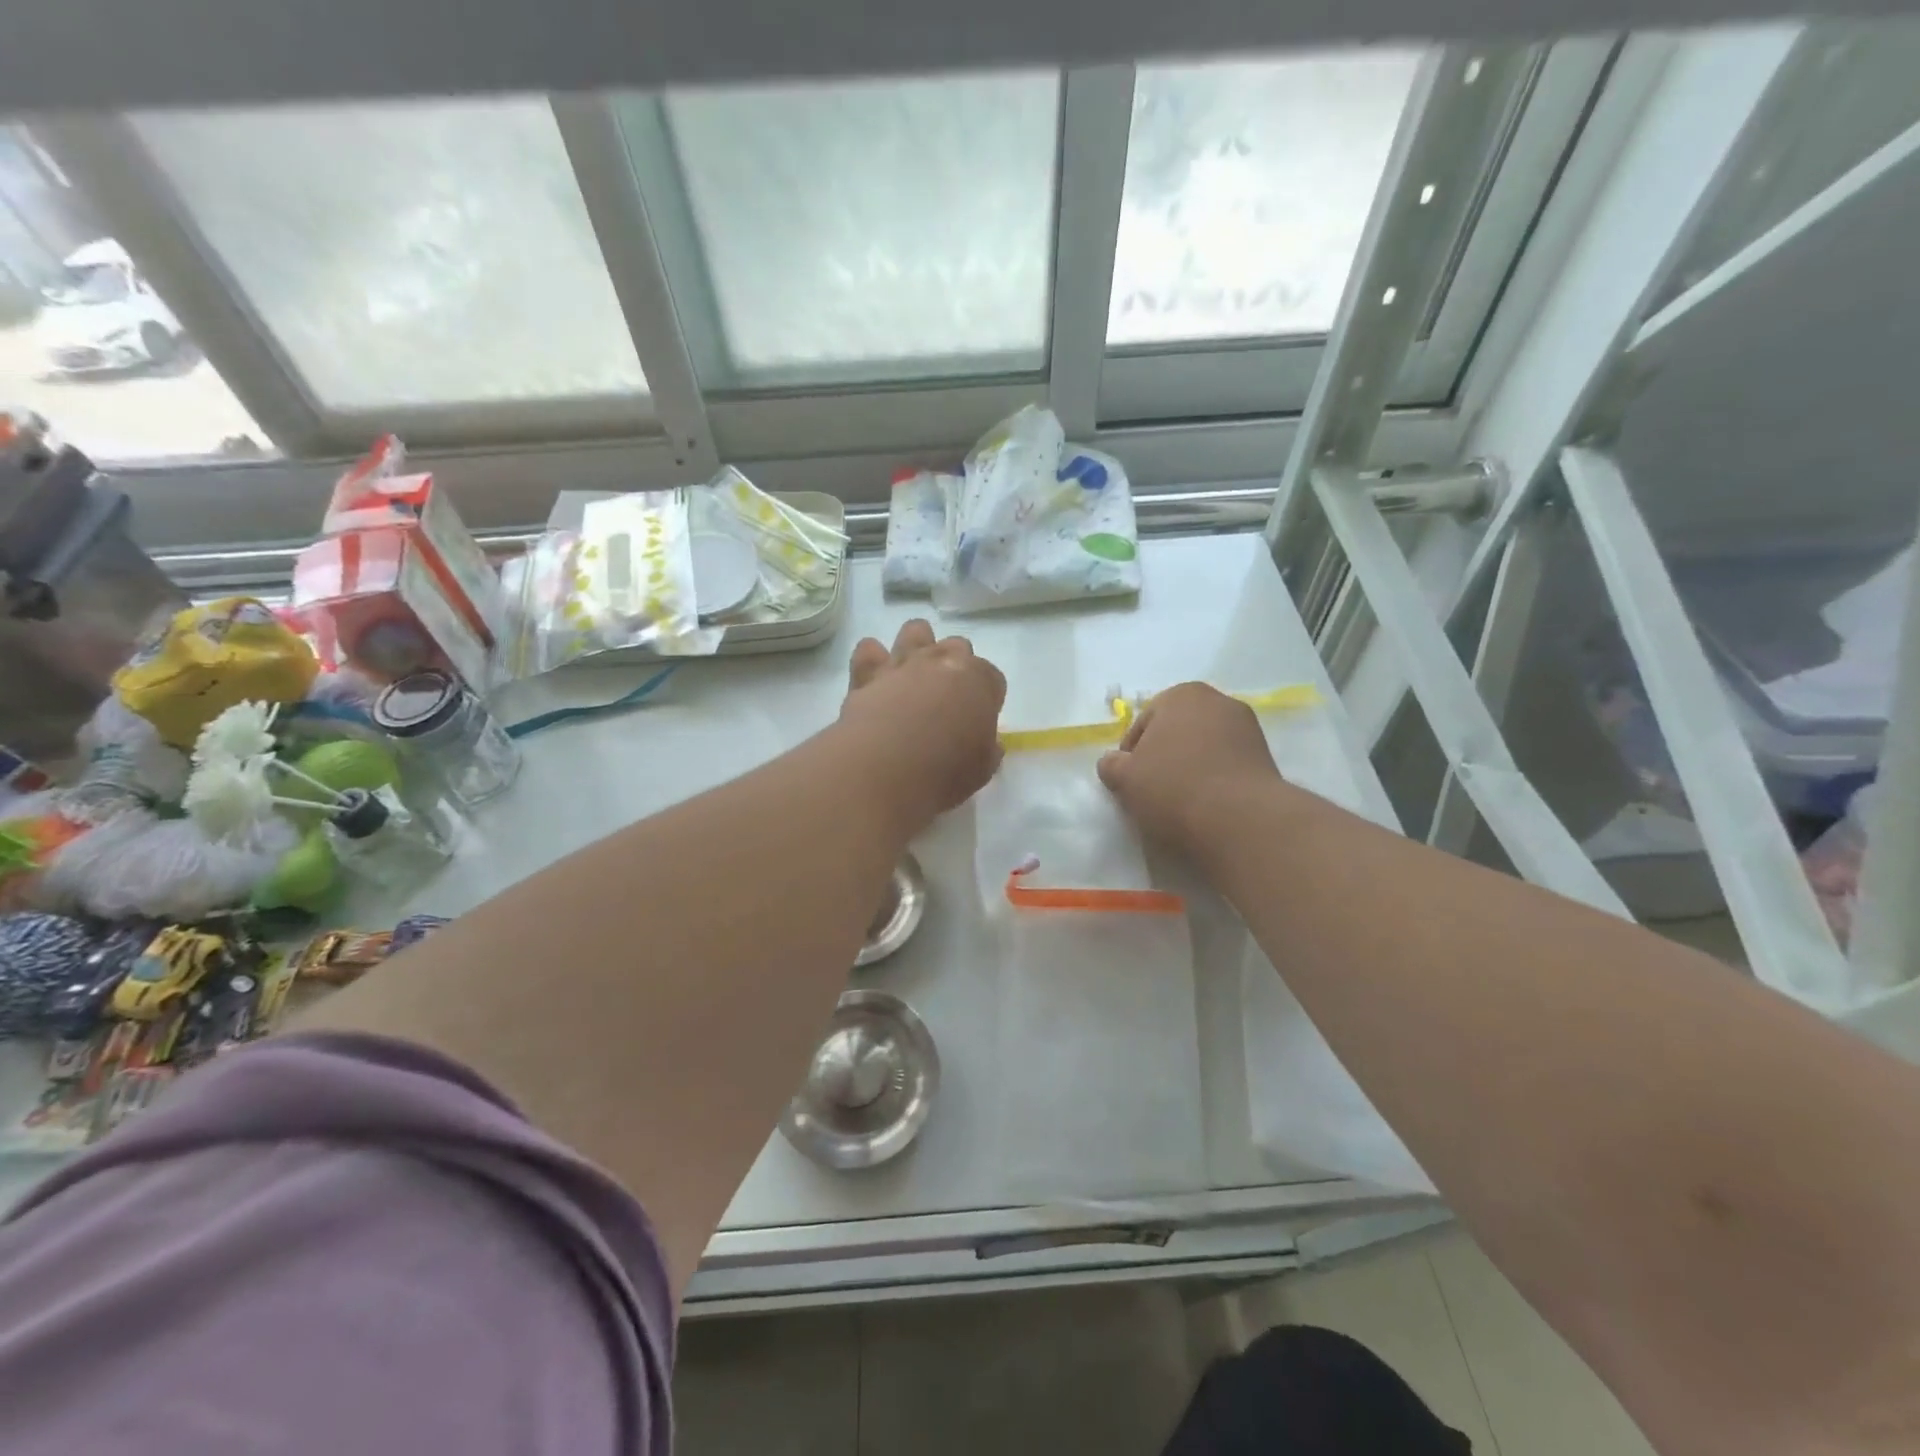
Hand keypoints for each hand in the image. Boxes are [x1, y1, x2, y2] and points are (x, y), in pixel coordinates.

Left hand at [839, 620, 1005, 833]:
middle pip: (957, 646)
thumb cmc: (945, 771)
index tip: (980, 718)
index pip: (992, 678)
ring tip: (913, 675)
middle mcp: (942, 660)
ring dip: (918, 646)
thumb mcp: (982, 768)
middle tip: (947, 698)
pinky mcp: (867, 673)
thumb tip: (987, 743)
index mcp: (978, 680)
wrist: (885, 768)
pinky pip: (869, 650)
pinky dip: (872, 659)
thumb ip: (987, 748)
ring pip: (915, 630)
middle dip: (956, 666)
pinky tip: (874, 678)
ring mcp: (903, 662)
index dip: (987, 697)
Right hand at [1097, 683, 1283, 860]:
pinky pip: (1227, 766)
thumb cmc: (1173, 788)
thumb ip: (1111, 765)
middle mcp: (1219, 701)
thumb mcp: (1125, 778)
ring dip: (1190, 768)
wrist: (1240, 820)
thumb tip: (1113, 763)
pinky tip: (1206, 806)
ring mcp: (1248, 729)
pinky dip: (1215, 780)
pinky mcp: (1266, 758)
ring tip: (1180, 802)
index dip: (1131, 754)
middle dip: (1164, 756)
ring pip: (1204, 748)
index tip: (1129, 781)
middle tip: (1152, 790)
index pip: (1144, 723)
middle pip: (1177, 732)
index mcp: (1182, 695)